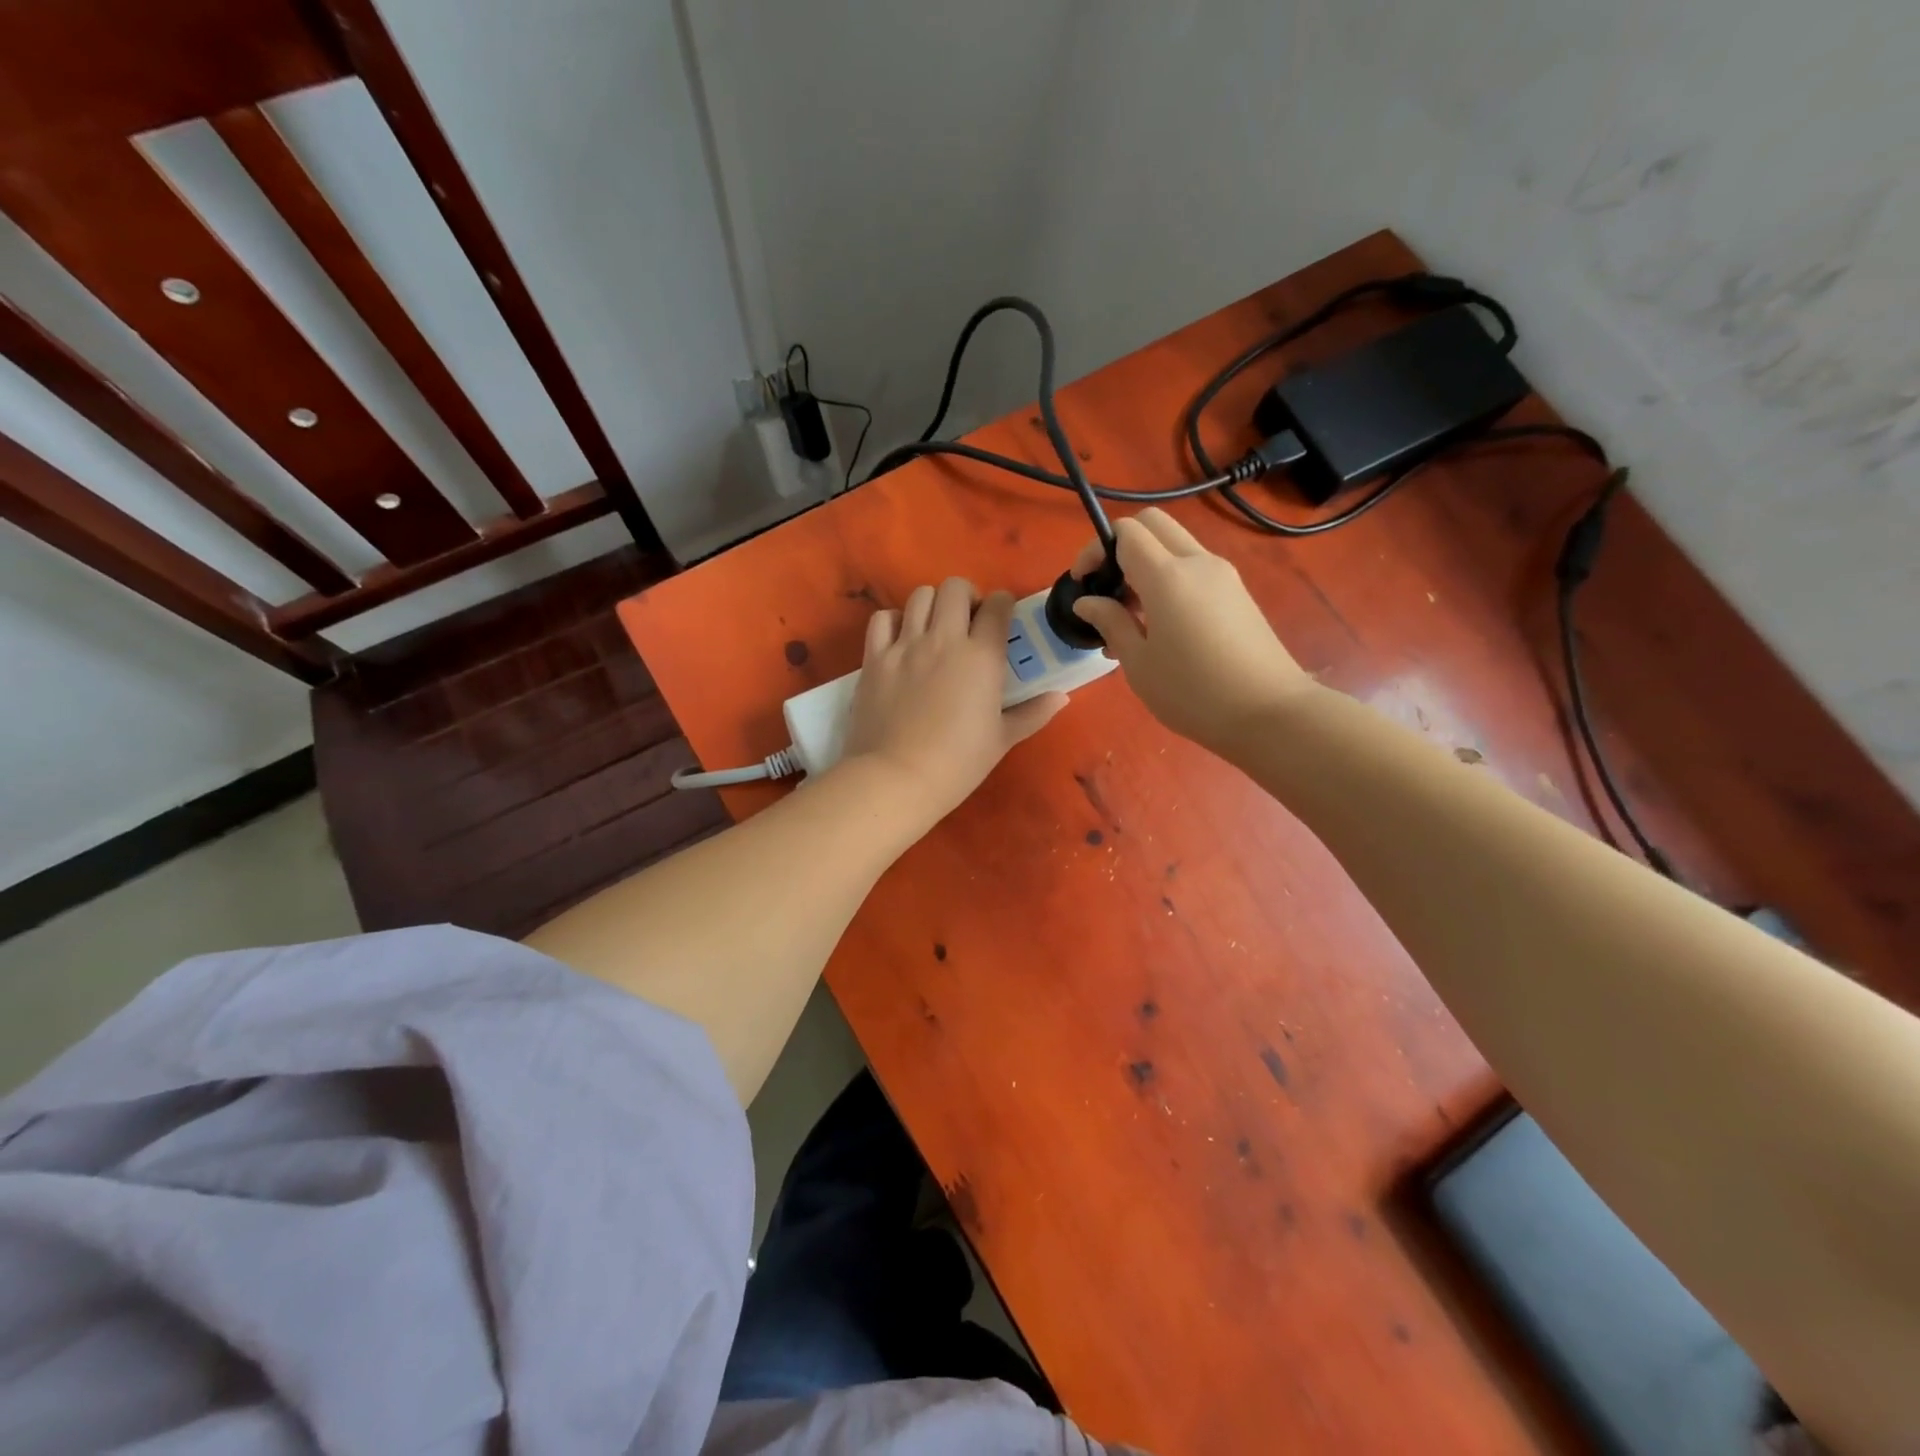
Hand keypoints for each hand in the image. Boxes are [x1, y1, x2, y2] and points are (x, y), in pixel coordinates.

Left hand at [841, 578, 1066, 826]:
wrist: (897, 778)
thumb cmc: (958, 763)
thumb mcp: (1002, 740)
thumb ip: (1033, 713)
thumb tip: (1061, 697)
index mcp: (982, 657)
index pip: (998, 605)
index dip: (1002, 605)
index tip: (1001, 619)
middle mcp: (944, 639)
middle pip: (955, 587)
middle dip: (966, 596)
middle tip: (967, 622)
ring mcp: (905, 646)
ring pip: (919, 596)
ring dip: (932, 605)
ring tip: (934, 629)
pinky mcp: (874, 658)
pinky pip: (882, 619)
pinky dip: (893, 621)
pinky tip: (900, 640)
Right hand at [1070, 509, 1313, 753]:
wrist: (1269, 713)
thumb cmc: (1192, 692)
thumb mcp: (1138, 664)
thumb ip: (1111, 623)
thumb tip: (1087, 601)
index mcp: (1167, 576)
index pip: (1126, 532)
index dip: (1096, 548)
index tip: (1081, 581)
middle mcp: (1197, 562)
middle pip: (1153, 524)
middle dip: (1121, 545)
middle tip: (1107, 588)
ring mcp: (1223, 575)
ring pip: (1175, 546)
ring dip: (1146, 564)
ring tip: (1129, 616)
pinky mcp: (1237, 593)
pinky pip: (1194, 569)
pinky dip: (1169, 580)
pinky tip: (1160, 626)